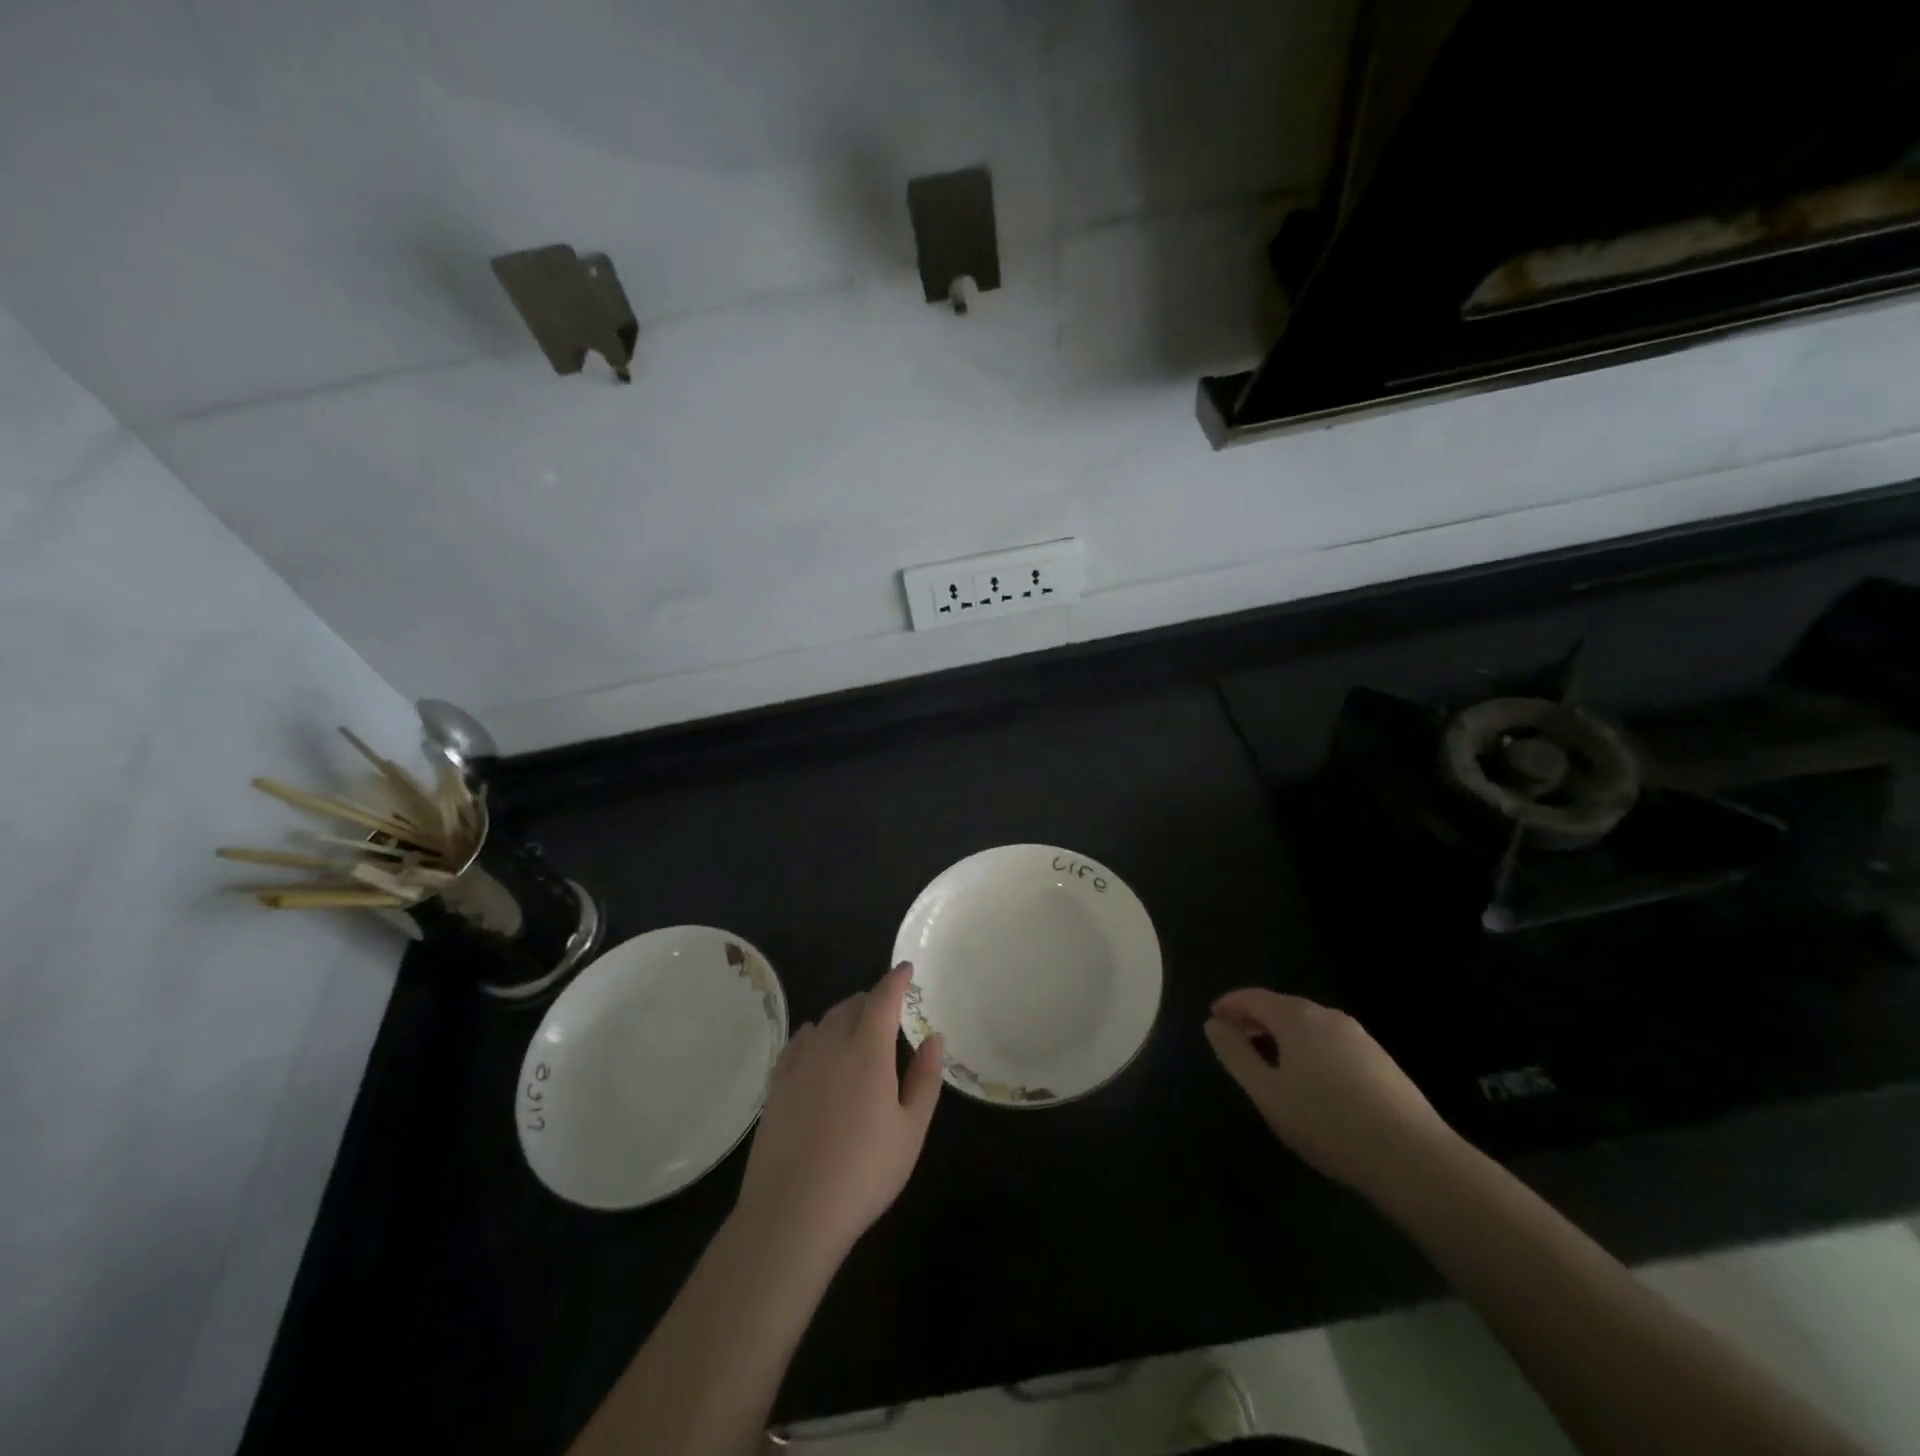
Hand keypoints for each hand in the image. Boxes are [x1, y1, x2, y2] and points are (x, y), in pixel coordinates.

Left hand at [736, 963, 943, 1259]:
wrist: (793, 1212)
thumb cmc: (864, 1173)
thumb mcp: (910, 1130)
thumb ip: (925, 1078)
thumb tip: (934, 1037)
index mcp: (868, 1050)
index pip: (883, 998)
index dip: (896, 979)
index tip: (906, 969)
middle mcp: (831, 1044)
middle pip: (852, 1005)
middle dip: (873, 999)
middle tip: (888, 1010)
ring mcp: (799, 1063)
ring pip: (825, 1020)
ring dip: (845, 1015)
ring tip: (857, 1029)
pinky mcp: (776, 1084)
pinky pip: (799, 1041)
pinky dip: (815, 1034)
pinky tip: (817, 1046)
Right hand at [1204, 989, 1457, 1199]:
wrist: (1413, 1159)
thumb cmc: (1327, 1123)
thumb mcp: (1267, 1093)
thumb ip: (1235, 1054)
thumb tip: (1214, 1024)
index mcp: (1296, 1017)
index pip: (1253, 998)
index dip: (1229, 1005)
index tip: (1212, 1020)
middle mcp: (1327, 1016)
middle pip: (1281, 1007)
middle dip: (1254, 1019)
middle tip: (1234, 1041)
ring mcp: (1358, 1036)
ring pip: (1307, 1024)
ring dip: (1281, 1034)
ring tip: (1268, 1062)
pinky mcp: (1379, 1059)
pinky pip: (1330, 1041)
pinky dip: (1307, 1048)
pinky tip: (1310, 1080)